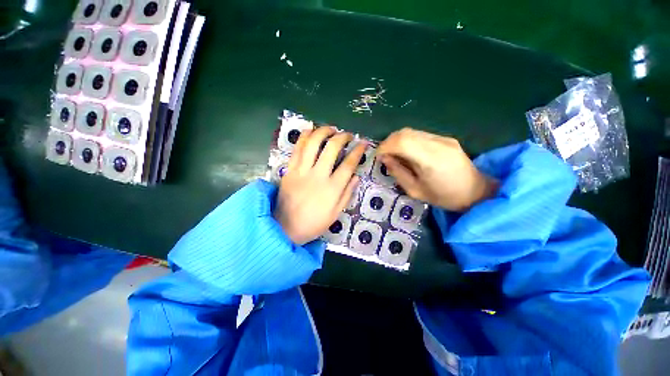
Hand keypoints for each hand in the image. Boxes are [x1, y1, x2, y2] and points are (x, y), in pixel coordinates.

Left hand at [274, 126, 366, 244]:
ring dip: (323, 131)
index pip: (349, 164)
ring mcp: (301, 171)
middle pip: (332, 148)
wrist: (285, 228)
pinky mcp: (289, 170)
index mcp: (332, 188)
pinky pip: (297, 149)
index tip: (363, 143)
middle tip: (347, 135)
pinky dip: (304, 137)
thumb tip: (356, 176)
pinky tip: (310, 131)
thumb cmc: (314, 223)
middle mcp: (318, 176)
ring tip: (330, 129)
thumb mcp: (336, 213)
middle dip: (342, 137)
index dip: (358, 151)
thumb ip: (347, 193)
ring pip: (312, 143)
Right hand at [377, 128, 497, 211]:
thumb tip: (385, 158)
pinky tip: (408, 153)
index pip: (402, 142)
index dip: (385, 146)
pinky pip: (419, 135)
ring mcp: (443, 139)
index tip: (378, 157)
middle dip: (388, 142)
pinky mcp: (445, 138)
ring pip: (411, 131)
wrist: (475, 192)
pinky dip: (407, 141)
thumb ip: (398, 172)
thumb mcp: (415, 191)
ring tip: (394, 154)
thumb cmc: (444, 197)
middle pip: (405, 133)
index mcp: (431, 160)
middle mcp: (438, 144)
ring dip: (397, 141)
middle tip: (384, 156)